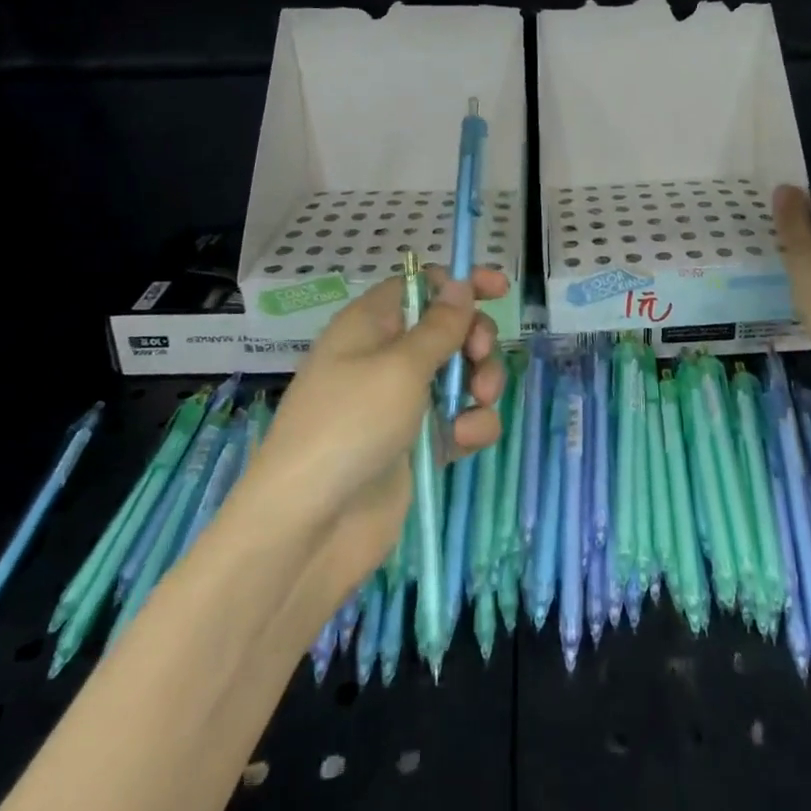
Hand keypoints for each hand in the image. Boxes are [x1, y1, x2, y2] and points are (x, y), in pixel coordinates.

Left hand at [246, 268, 508, 607]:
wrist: (310, 527)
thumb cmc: (350, 425)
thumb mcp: (399, 366)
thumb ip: (440, 326)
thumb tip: (460, 284)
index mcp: (371, 326)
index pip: (419, 286)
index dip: (458, 283)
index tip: (500, 288)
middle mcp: (386, 359)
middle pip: (448, 329)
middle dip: (475, 338)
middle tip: (480, 355)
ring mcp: (403, 404)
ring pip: (460, 375)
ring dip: (480, 382)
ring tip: (479, 401)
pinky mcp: (418, 445)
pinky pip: (458, 420)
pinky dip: (471, 425)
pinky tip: (468, 439)